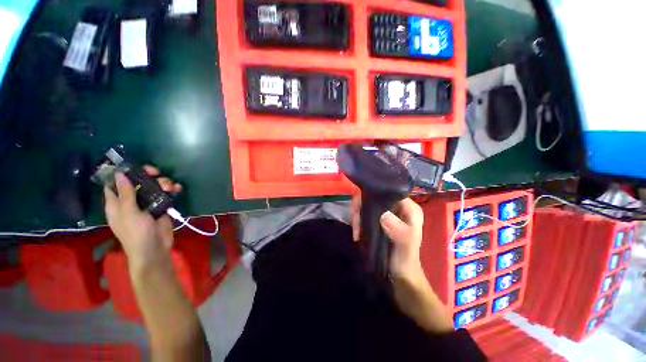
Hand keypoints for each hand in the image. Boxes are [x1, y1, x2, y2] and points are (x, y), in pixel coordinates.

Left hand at [104, 166, 181, 270]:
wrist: (155, 248)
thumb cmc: (136, 232)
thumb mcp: (128, 212)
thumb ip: (126, 193)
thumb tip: (119, 174)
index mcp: (117, 203)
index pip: (114, 184)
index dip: (121, 174)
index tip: (132, 166)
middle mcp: (131, 201)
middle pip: (137, 182)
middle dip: (147, 175)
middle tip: (155, 172)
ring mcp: (147, 204)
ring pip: (154, 187)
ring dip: (162, 183)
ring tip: (169, 186)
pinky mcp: (161, 208)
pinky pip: (166, 194)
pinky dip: (172, 190)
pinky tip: (177, 189)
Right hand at [351, 196, 424, 281]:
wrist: (401, 276)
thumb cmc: (406, 260)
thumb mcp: (406, 245)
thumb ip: (399, 230)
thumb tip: (383, 215)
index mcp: (409, 207)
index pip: (387, 191)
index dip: (373, 196)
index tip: (361, 209)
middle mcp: (398, 206)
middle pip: (374, 197)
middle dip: (361, 209)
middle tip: (356, 225)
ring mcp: (387, 213)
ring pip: (367, 205)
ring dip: (358, 217)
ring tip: (356, 233)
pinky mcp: (379, 220)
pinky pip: (365, 214)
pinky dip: (359, 221)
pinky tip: (357, 233)